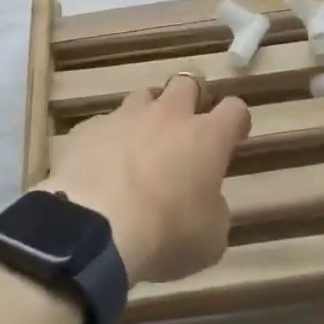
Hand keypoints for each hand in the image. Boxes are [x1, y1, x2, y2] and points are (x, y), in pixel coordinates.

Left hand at [43, 74, 250, 285]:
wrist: (95, 233)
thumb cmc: (165, 237)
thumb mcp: (210, 239)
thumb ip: (214, 210)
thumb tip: (205, 199)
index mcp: (206, 137)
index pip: (234, 109)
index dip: (235, 120)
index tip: (234, 135)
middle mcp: (168, 115)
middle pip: (186, 84)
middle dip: (190, 100)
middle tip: (185, 129)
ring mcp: (125, 117)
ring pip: (143, 97)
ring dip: (147, 116)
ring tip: (140, 147)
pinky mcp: (88, 129)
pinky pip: (104, 125)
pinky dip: (108, 141)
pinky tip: (101, 168)